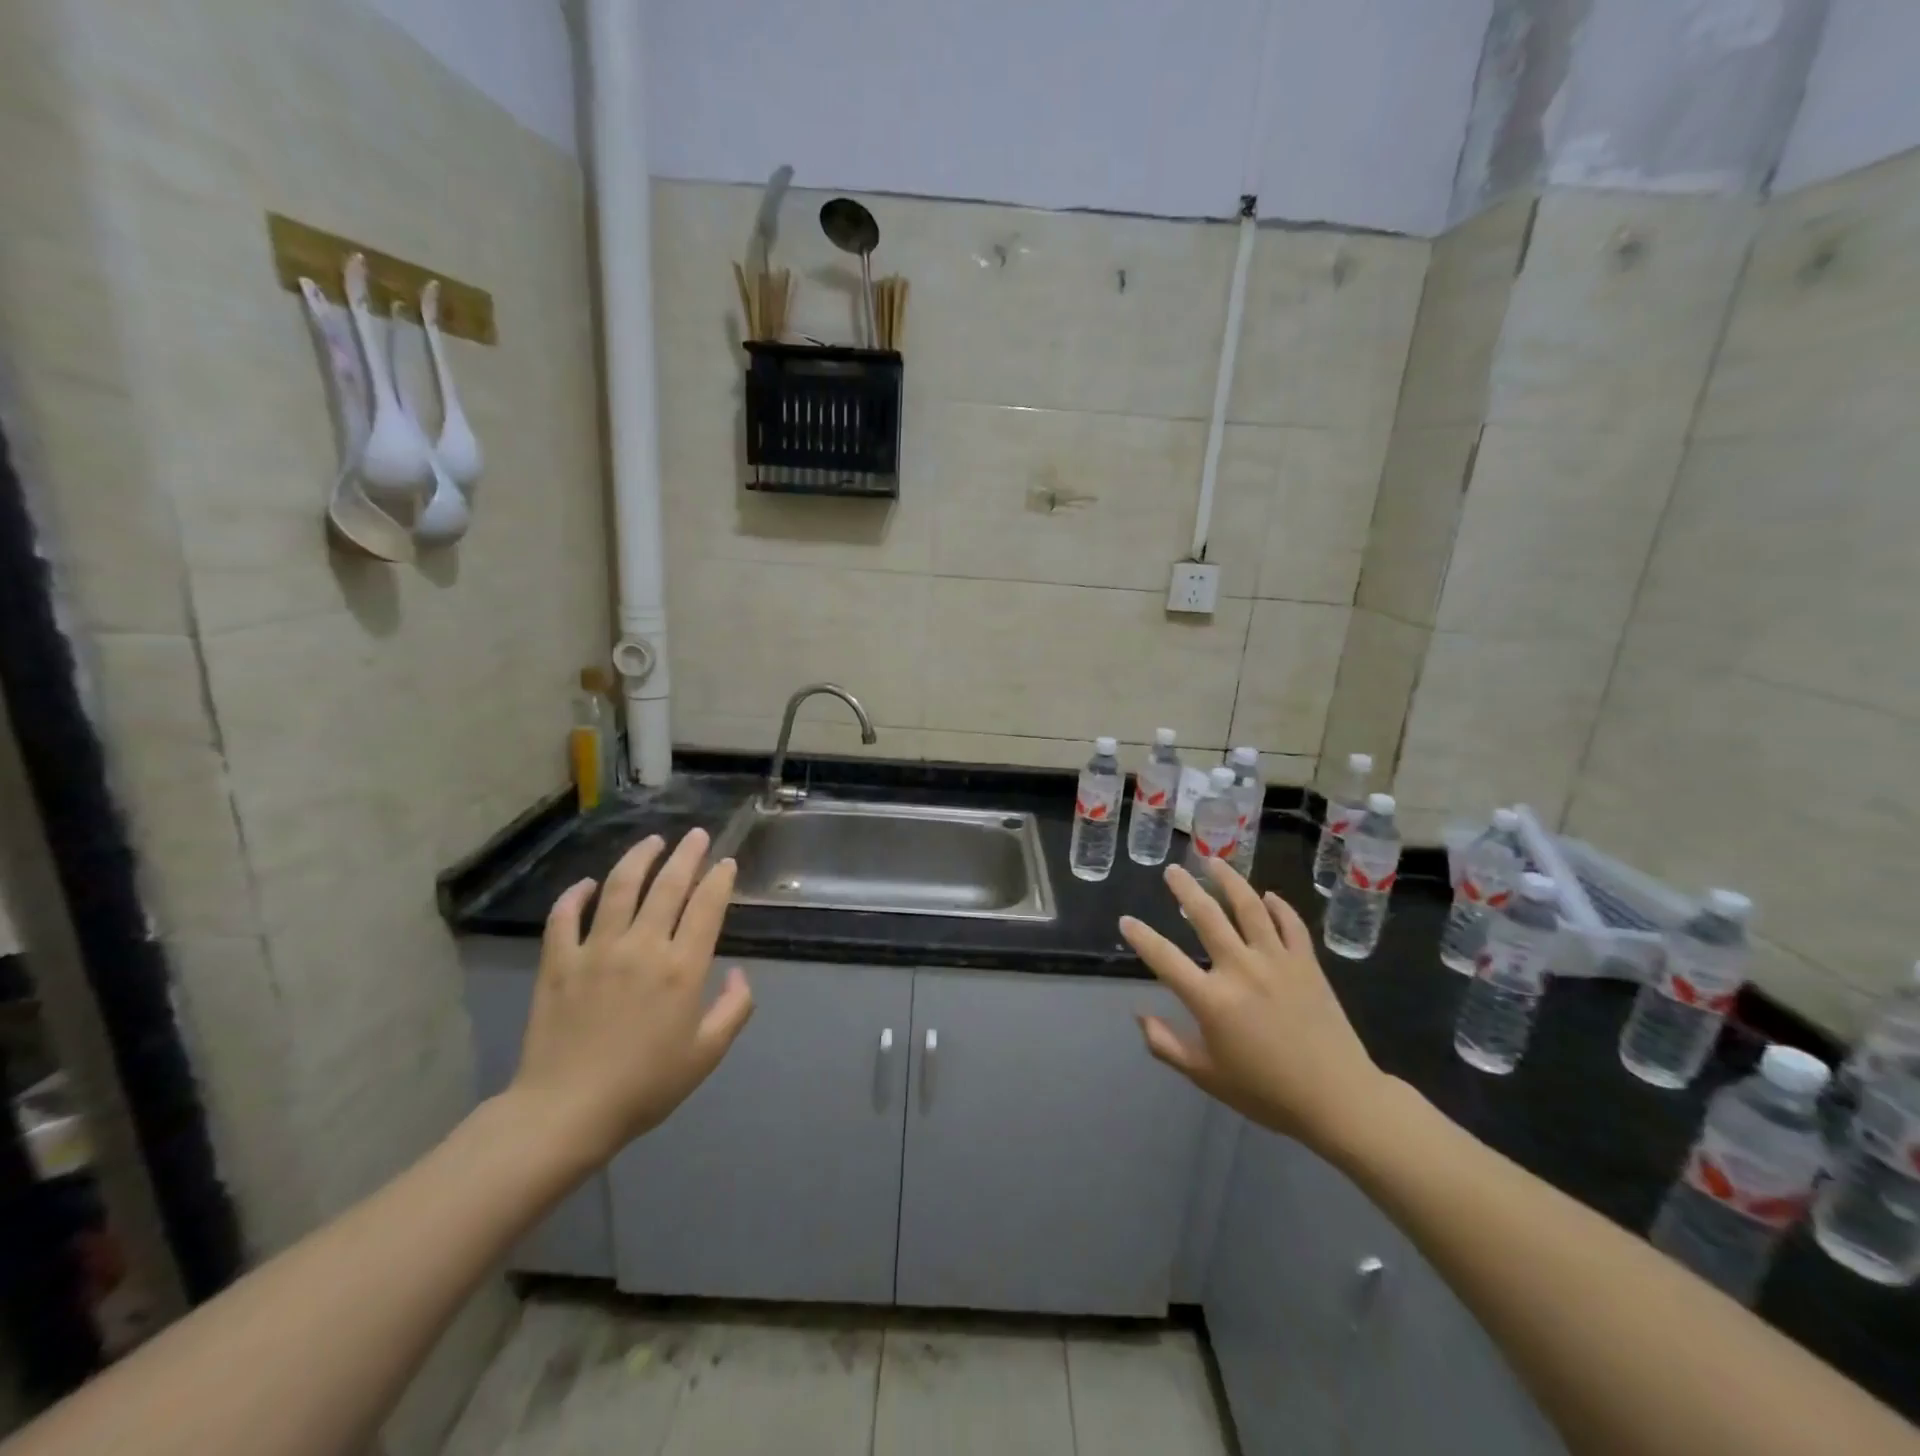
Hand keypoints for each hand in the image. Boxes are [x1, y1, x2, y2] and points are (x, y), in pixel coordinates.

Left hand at [509, 829, 753, 1169]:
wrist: (566, 1112)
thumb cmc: (645, 1086)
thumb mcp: (707, 1054)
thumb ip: (734, 1009)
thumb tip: (740, 973)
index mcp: (682, 968)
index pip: (706, 907)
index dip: (719, 879)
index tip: (726, 862)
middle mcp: (642, 946)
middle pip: (668, 886)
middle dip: (686, 855)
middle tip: (695, 835)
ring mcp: (596, 950)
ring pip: (619, 888)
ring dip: (638, 859)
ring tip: (652, 842)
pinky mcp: (558, 962)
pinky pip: (564, 917)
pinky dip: (575, 895)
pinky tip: (587, 884)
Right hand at [1122, 859, 1389, 1154]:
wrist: (1339, 1099)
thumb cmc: (1266, 1092)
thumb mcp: (1206, 1076)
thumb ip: (1166, 1044)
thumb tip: (1139, 1015)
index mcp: (1211, 1000)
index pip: (1165, 959)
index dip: (1141, 937)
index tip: (1126, 920)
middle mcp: (1241, 969)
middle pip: (1207, 916)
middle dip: (1185, 888)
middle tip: (1172, 870)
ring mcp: (1277, 961)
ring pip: (1249, 907)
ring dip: (1229, 880)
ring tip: (1213, 861)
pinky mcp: (1307, 963)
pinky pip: (1291, 924)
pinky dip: (1278, 907)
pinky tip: (1267, 896)